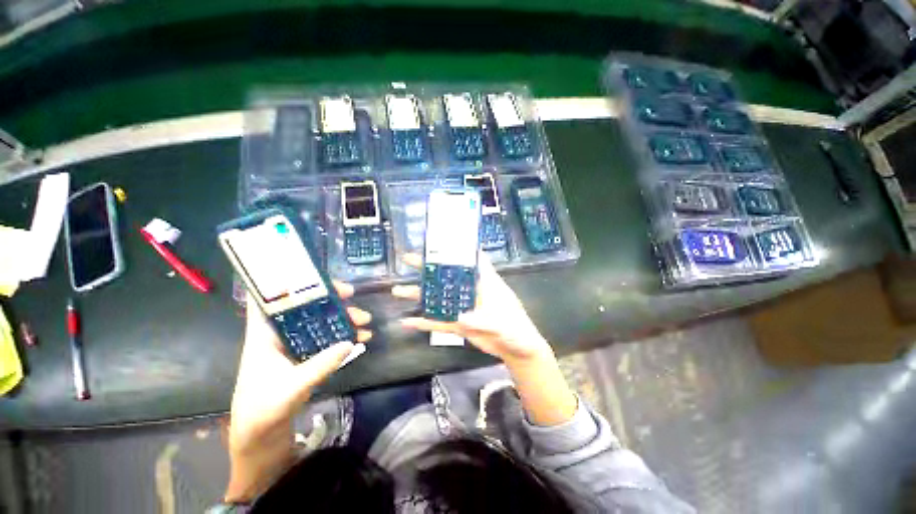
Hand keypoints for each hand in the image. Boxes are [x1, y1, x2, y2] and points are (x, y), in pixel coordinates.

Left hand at [225, 281, 371, 502]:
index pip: (267, 299)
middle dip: (329, 300)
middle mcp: (279, 337)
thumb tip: (350, 341)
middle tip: (352, 296)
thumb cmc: (262, 413)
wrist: (259, 443)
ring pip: (320, 323)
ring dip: (342, 319)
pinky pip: (327, 341)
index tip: (314, 276)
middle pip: (304, 307)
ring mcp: (294, 348)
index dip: (286, 282)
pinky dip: (344, 337)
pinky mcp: (305, 360)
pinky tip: (361, 339)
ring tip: (365, 321)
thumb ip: (320, 365)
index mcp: (263, 336)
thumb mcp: (290, 388)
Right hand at [391, 253, 550, 365]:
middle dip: (428, 267)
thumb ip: (482, 320)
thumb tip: (460, 317)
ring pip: (438, 298)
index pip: (472, 260)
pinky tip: (408, 321)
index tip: (440, 240)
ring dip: (419, 294)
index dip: (458, 249)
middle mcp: (470, 291)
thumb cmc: (516, 329)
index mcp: (485, 283)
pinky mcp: (459, 324)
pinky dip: (424, 322)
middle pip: (447, 276)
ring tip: (398, 290)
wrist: (517, 350)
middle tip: (408, 259)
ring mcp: (462, 308)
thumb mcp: (503, 322)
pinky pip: (439, 322)